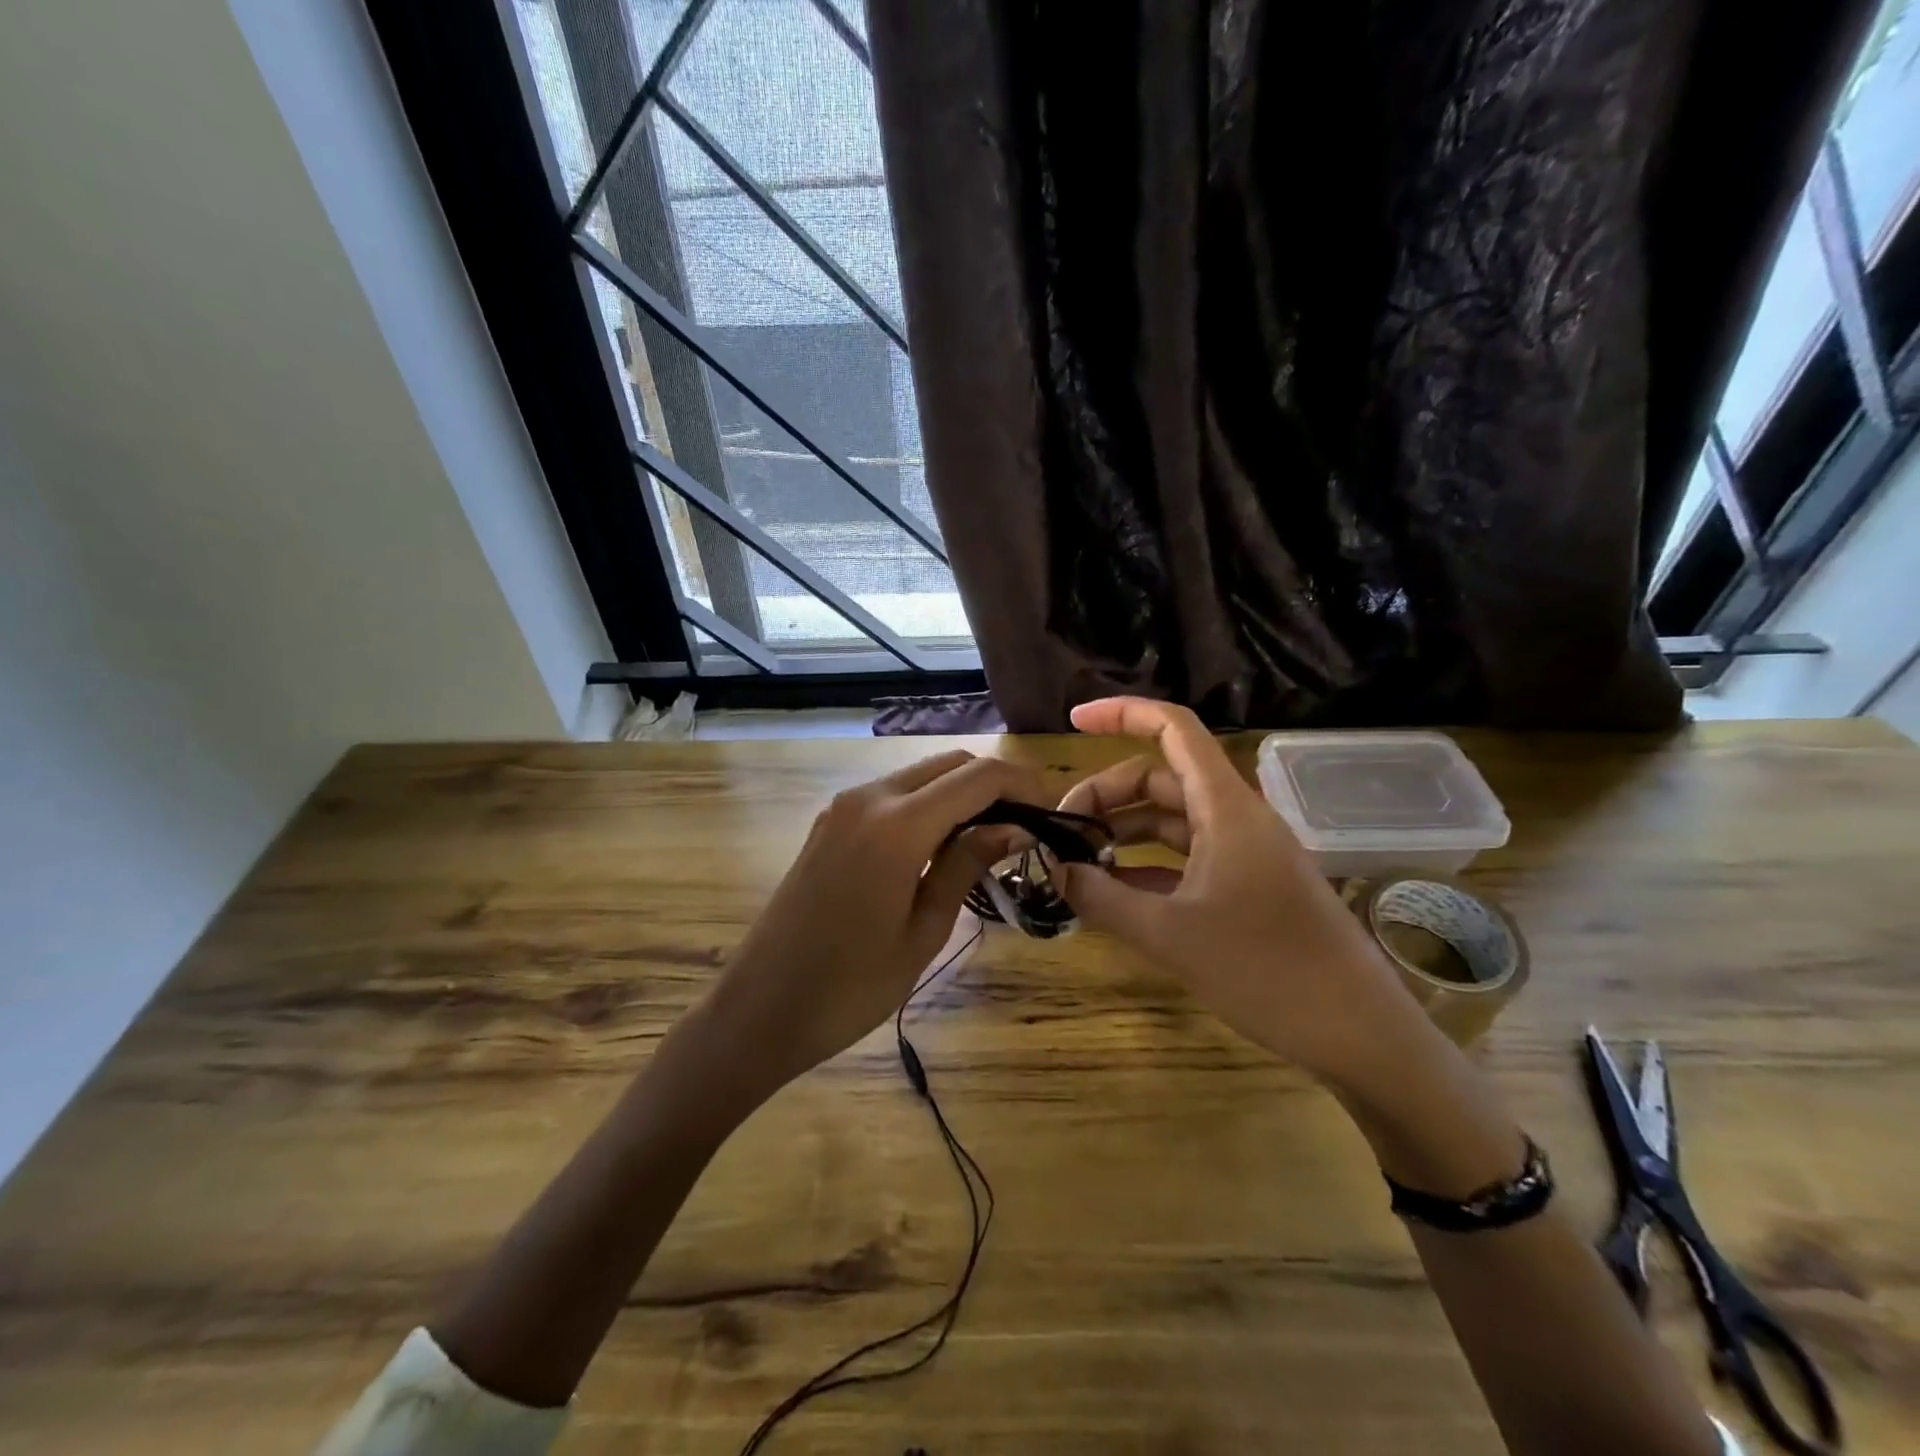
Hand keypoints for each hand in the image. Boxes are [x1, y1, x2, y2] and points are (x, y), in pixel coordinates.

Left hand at [697, 750, 1042, 1100]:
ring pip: (921, 775)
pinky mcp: (830, 822)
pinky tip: (944, 843)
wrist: (758, 1010)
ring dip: (961, 792)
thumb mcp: (923, 931)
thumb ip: (966, 866)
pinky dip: (929, 804)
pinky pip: (893, 795)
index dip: (1023, 785)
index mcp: (897, 825)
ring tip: (994, 837)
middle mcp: (869, 798)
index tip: (1053, 812)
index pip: (979, 777)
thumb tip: (1013, 828)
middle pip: (950, 764)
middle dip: (995, 784)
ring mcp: (843, 807)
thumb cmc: (849, 988)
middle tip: (1028, 826)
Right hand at [1056, 697, 1423, 1088]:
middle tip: (1061, 832)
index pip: (1174, 729)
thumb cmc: (1265, 970)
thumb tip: (1055, 871)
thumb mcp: (1169, 934)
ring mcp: (1244, 853)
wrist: (1357, 1032)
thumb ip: (1103, 898)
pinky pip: (1186, 857)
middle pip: (1160, 778)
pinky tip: (1113, 890)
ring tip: (1077, 860)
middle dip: (1106, 796)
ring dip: (1123, 832)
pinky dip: (1146, 864)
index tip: (1073, 722)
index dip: (1123, 714)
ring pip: (1171, 819)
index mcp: (1224, 807)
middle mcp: (1235, 817)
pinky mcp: (1248, 886)